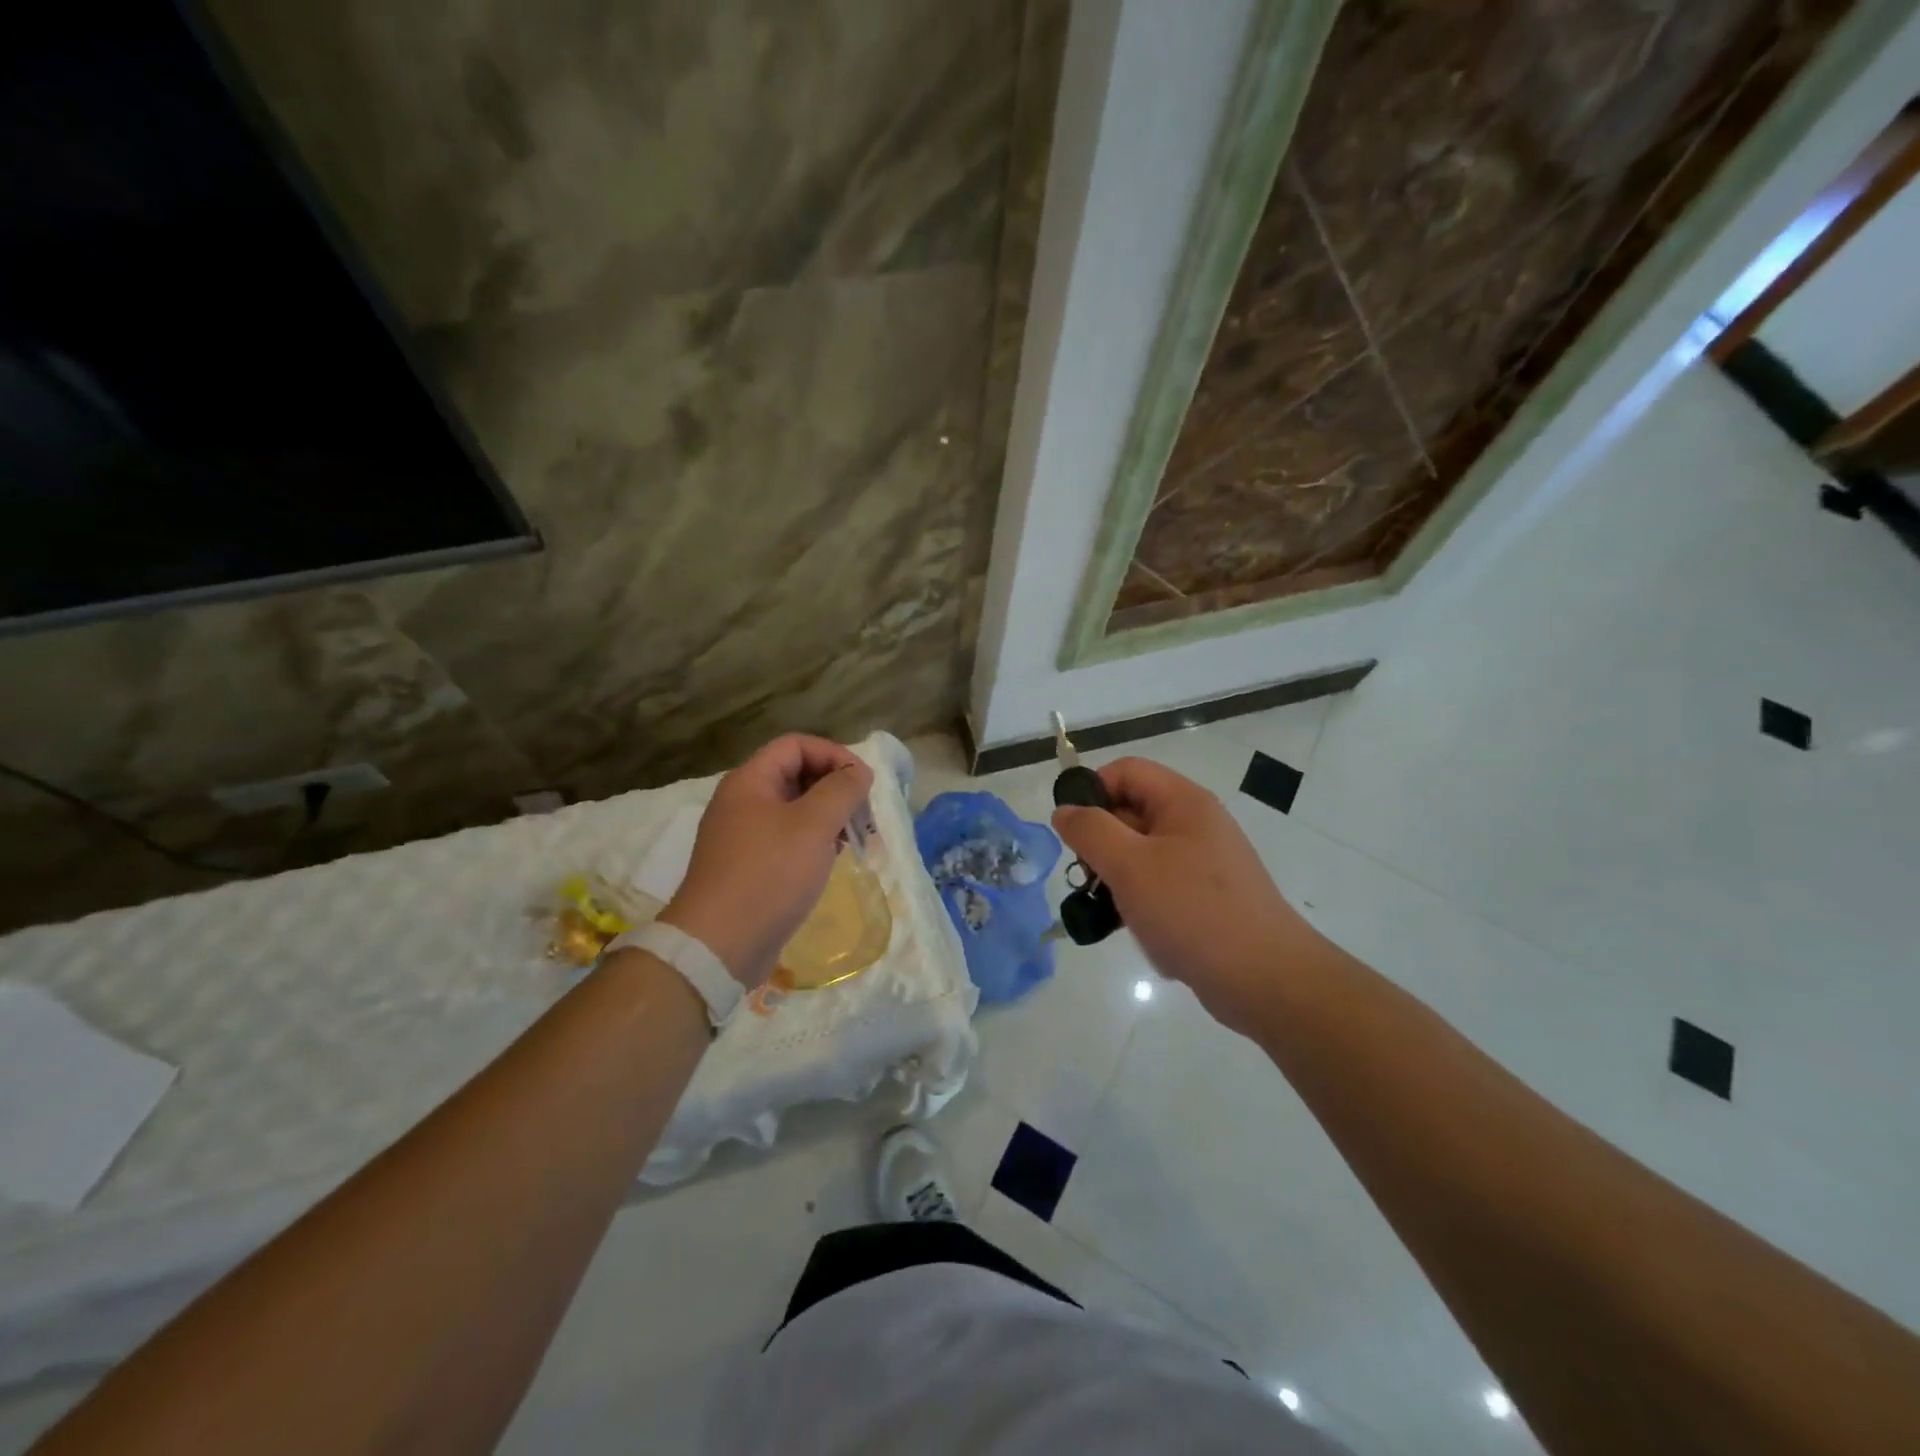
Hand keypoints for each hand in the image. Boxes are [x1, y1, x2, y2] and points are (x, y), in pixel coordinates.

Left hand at [657, 735, 874, 988]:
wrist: (719, 945)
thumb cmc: (769, 874)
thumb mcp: (813, 825)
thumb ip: (842, 790)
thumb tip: (859, 772)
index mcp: (750, 781)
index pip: (796, 745)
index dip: (834, 755)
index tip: (863, 782)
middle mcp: (742, 802)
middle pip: (796, 775)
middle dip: (835, 787)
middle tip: (864, 813)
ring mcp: (743, 836)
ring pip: (794, 809)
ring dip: (828, 816)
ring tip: (854, 838)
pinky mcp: (749, 866)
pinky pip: (787, 839)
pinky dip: (813, 841)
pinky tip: (832, 859)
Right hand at [1051, 757, 1325, 1034]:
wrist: (1265, 979)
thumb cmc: (1193, 911)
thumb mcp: (1130, 865)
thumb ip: (1090, 830)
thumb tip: (1065, 810)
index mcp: (1184, 802)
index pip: (1125, 771)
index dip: (1092, 791)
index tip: (1072, 833)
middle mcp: (1195, 824)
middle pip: (1131, 811)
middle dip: (1101, 842)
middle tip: (1088, 877)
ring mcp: (1203, 863)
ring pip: (1140, 853)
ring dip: (1116, 877)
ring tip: (1109, 910)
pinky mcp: (1205, 898)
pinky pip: (1159, 886)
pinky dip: (1140, 902)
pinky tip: (1135, 929)